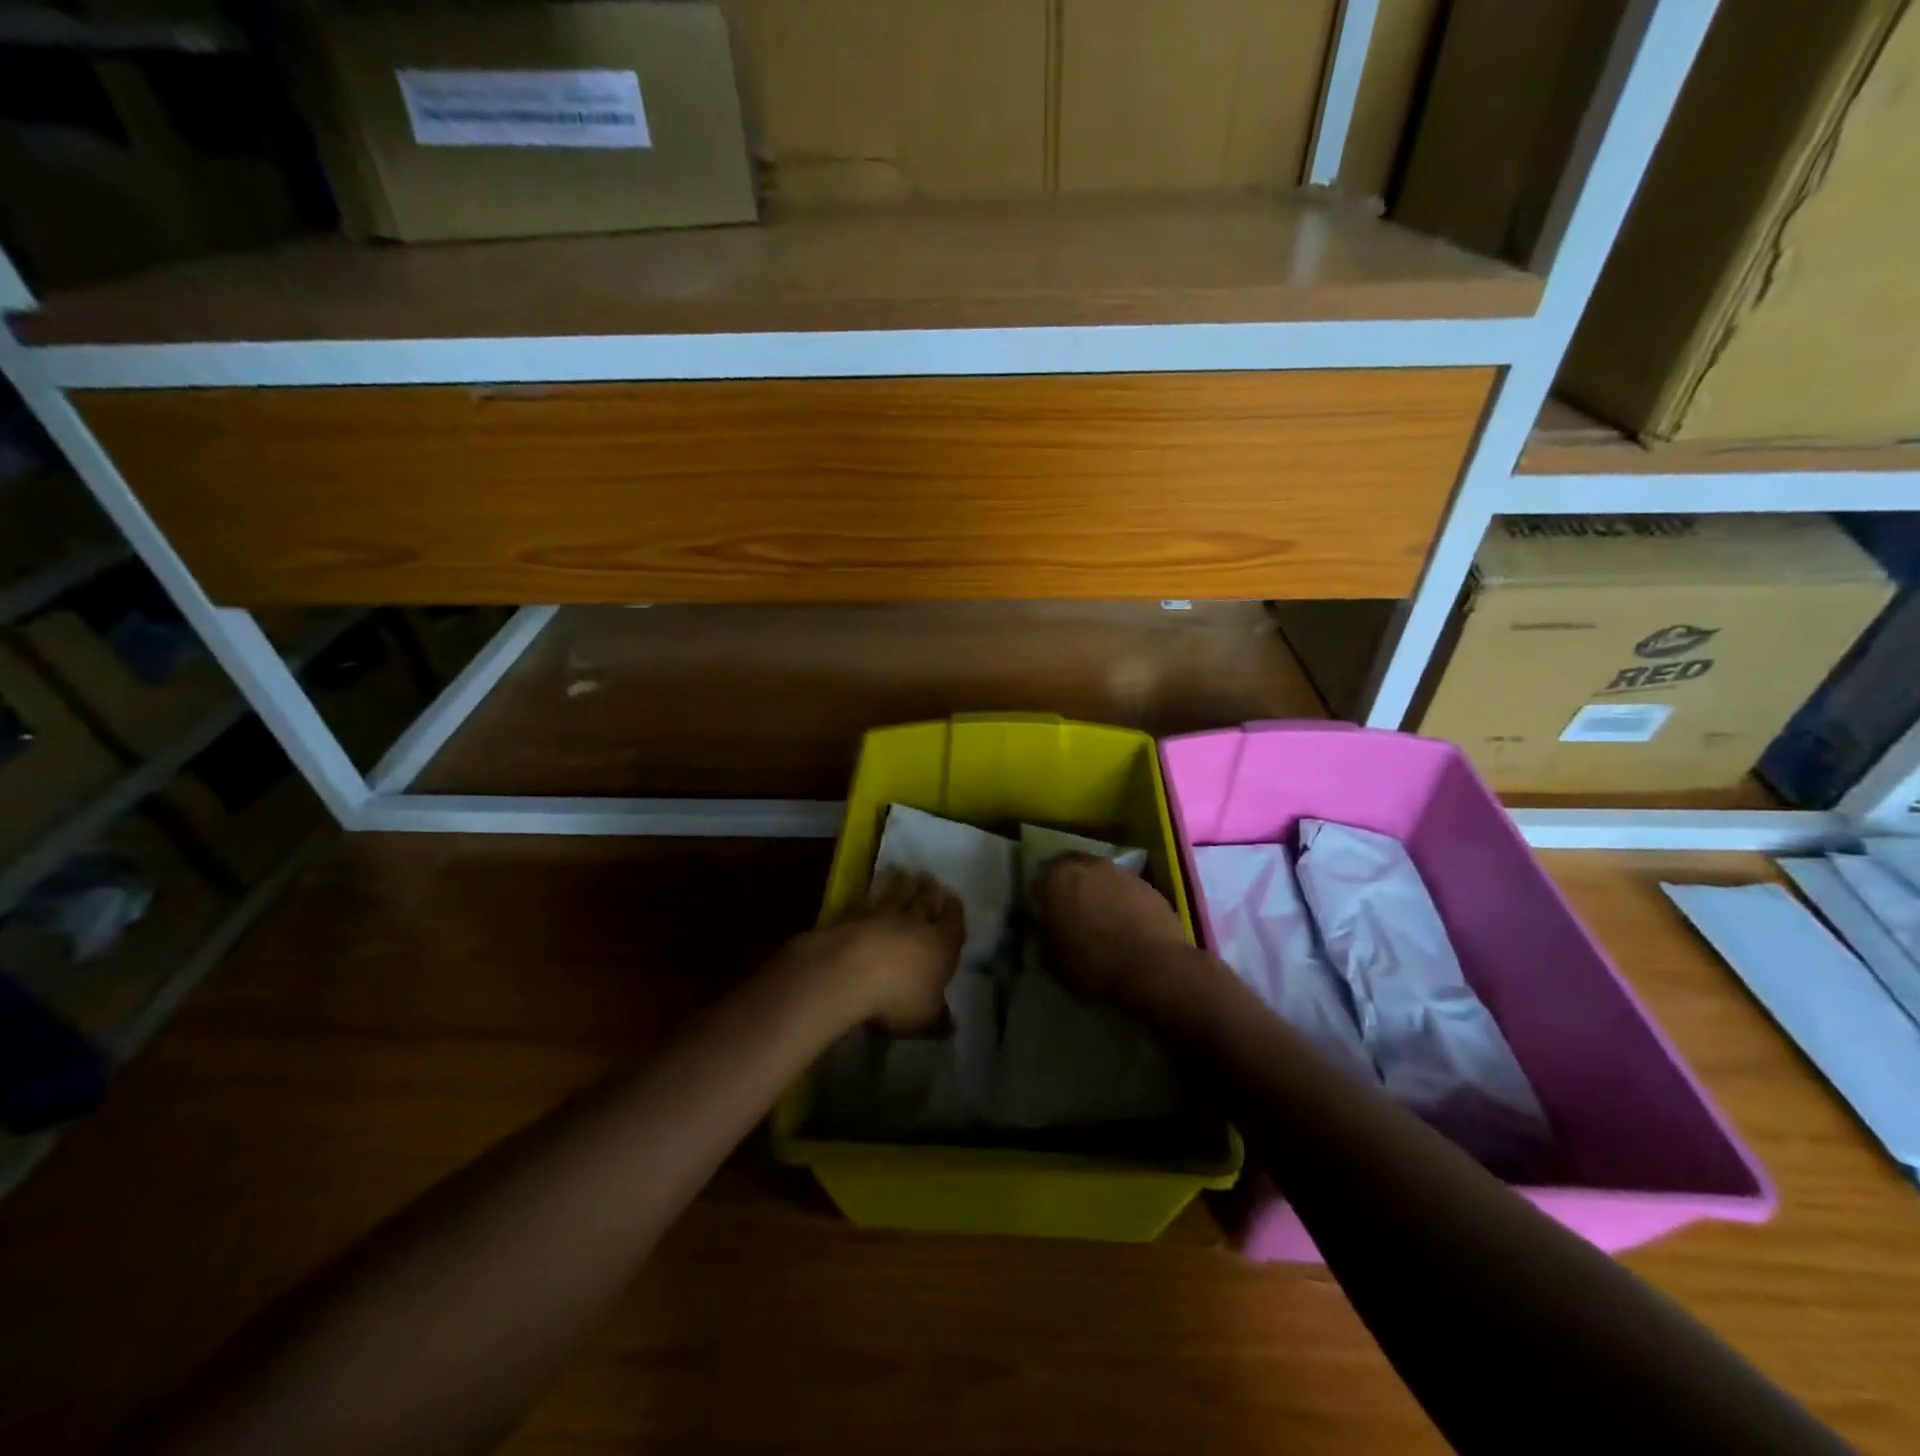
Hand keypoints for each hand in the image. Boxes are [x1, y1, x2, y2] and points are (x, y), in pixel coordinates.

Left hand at [781, 869, 965, 1035]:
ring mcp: (883, 915)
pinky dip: (871, 894)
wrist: (850, 971)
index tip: (952, 896)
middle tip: (929, 878)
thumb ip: (939, 1019)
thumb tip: (952, 1025)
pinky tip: (869, 893)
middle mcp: (916, 924)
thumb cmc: (898, 997)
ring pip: (896, 895)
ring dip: (901, 884)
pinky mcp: (854, 915)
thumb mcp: (925, 1018)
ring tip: (903, 873)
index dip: (954, 911)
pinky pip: (867, 901)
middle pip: (925, 902)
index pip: (953, 923)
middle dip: (929, 891)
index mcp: (942, 945)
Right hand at [1033, 853, 1193, 1012]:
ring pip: (1102, 877)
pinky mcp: (1150, 887)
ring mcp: (1122, 873)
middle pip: (1073, 869)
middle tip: (1071, 911)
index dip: (1041, 897)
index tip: (1044, 914)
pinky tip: (1127, 926)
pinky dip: (1123, 902)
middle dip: (1070, 886)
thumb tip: (1048, 929)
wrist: (1153, 969)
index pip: (1039, 879)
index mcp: (1058, 878)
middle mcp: (1089, 865)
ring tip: (1102, 919)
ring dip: (1099, 891)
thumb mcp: (1052, 959)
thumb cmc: (1092, 964)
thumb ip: (1046, 936)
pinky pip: (1127, 891)